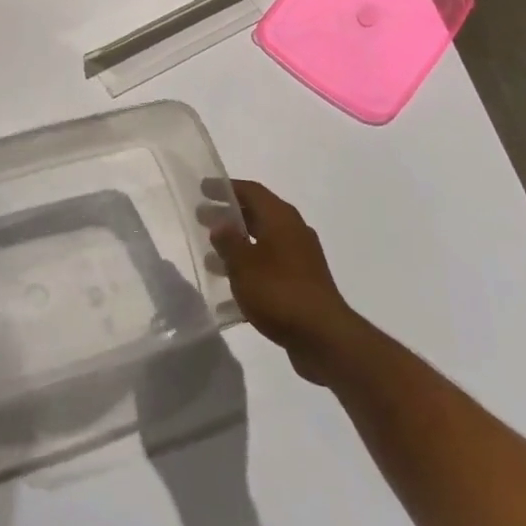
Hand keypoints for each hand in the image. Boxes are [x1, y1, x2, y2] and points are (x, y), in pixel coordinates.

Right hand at [209, 180, 366, 384]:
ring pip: (263, 242)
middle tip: (201, 219)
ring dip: (237, 245)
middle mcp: (294, 231)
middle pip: (257, 214)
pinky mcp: (302, 283)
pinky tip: (231, 287)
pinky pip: (270, 265)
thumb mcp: (244, 264)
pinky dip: (250, 268)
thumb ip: (228, 241)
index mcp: (281, 218)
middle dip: (229, 216)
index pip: (251, 191)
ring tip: (210, 256)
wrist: (324, 337)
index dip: (226, 188)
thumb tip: (220, 225)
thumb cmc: (279, 292)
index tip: (203, 189)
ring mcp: (301, 258)